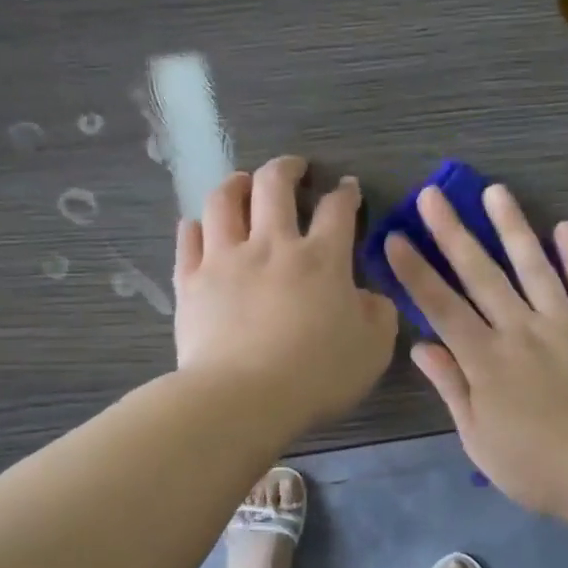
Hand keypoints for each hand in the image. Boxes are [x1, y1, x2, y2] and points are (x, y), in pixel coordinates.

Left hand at [174, 155, 397, 429]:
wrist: (243, 398)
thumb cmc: (317, 375)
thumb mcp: (373, 349)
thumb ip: (378, 314)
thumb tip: (369, 296)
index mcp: (322, 259)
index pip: (336, 209)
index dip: (345, 193)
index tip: (348, 188)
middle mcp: (272, 245)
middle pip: (274, 185)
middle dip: (287, 169)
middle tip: (294, 169)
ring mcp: (225, 259)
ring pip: (223, 201)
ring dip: (236, 184)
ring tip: (242, 183)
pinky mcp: (191, 281)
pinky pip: (188, 239)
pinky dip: (197, 226)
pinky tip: (200, 226)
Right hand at [385, 183, 567, 520]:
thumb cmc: (535, 467)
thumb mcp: (478, 439)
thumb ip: (452, 387)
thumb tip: (420, 345)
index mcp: (486, 360)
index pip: (441, 306)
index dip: (415, 271)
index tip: (395, 237)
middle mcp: (522, 330)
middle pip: (481, 273)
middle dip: (453, 232)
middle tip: (434, 194)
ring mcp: (565, 324)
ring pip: (534, 266)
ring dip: (513, 226)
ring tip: (496, 191)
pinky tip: (564, 227)